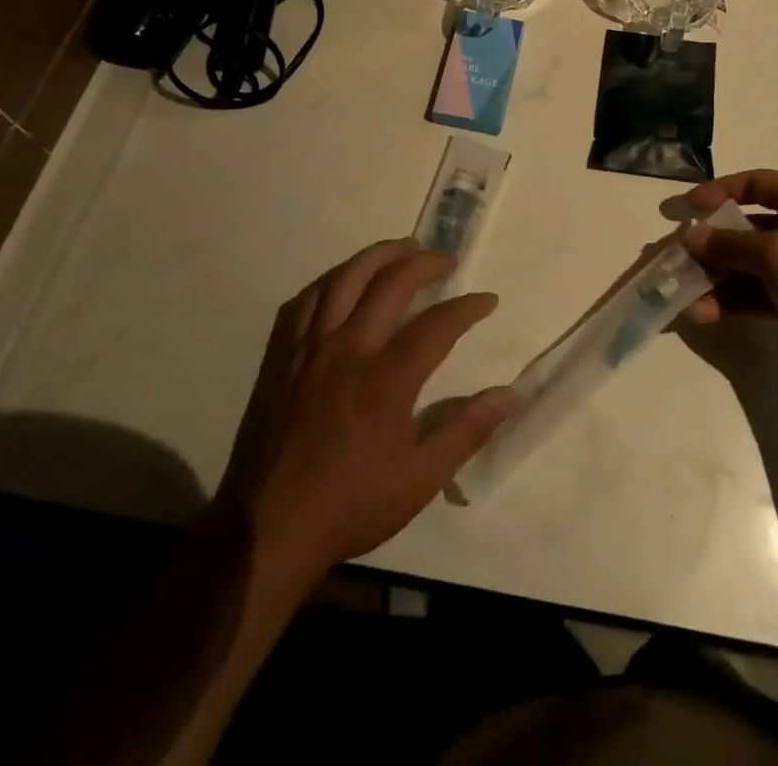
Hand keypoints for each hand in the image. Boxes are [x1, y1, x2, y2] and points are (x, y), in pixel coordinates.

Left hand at [214, 239, 515, 589]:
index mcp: (386, 379)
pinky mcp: (283, 356)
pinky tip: (345, 281)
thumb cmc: (350, 504)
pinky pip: (307, 300)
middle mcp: (349, 349)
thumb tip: (509, 394)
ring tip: (403, 248)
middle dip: (425, 263)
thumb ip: (466, 431)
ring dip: (379, 255)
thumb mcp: (420, 479)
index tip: (487, 300)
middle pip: (390, 283)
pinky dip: (332, 281)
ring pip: (346, 279)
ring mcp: (311, 348)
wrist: (268, 528)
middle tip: (446, 260)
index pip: (437, 324)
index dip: (467, 307)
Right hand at [681, 170, 777, 404]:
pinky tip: (704, 314)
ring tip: (686, 295)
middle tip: (681, 257)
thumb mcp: (774, 256)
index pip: (757, 183)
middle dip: (713, 242)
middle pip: (749, 226)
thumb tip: (691, 236)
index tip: (689, 208)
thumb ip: (728, 244)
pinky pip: (758, 293)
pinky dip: (732, 300)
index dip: (721, 190)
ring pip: (750, 264)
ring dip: (718, 277)